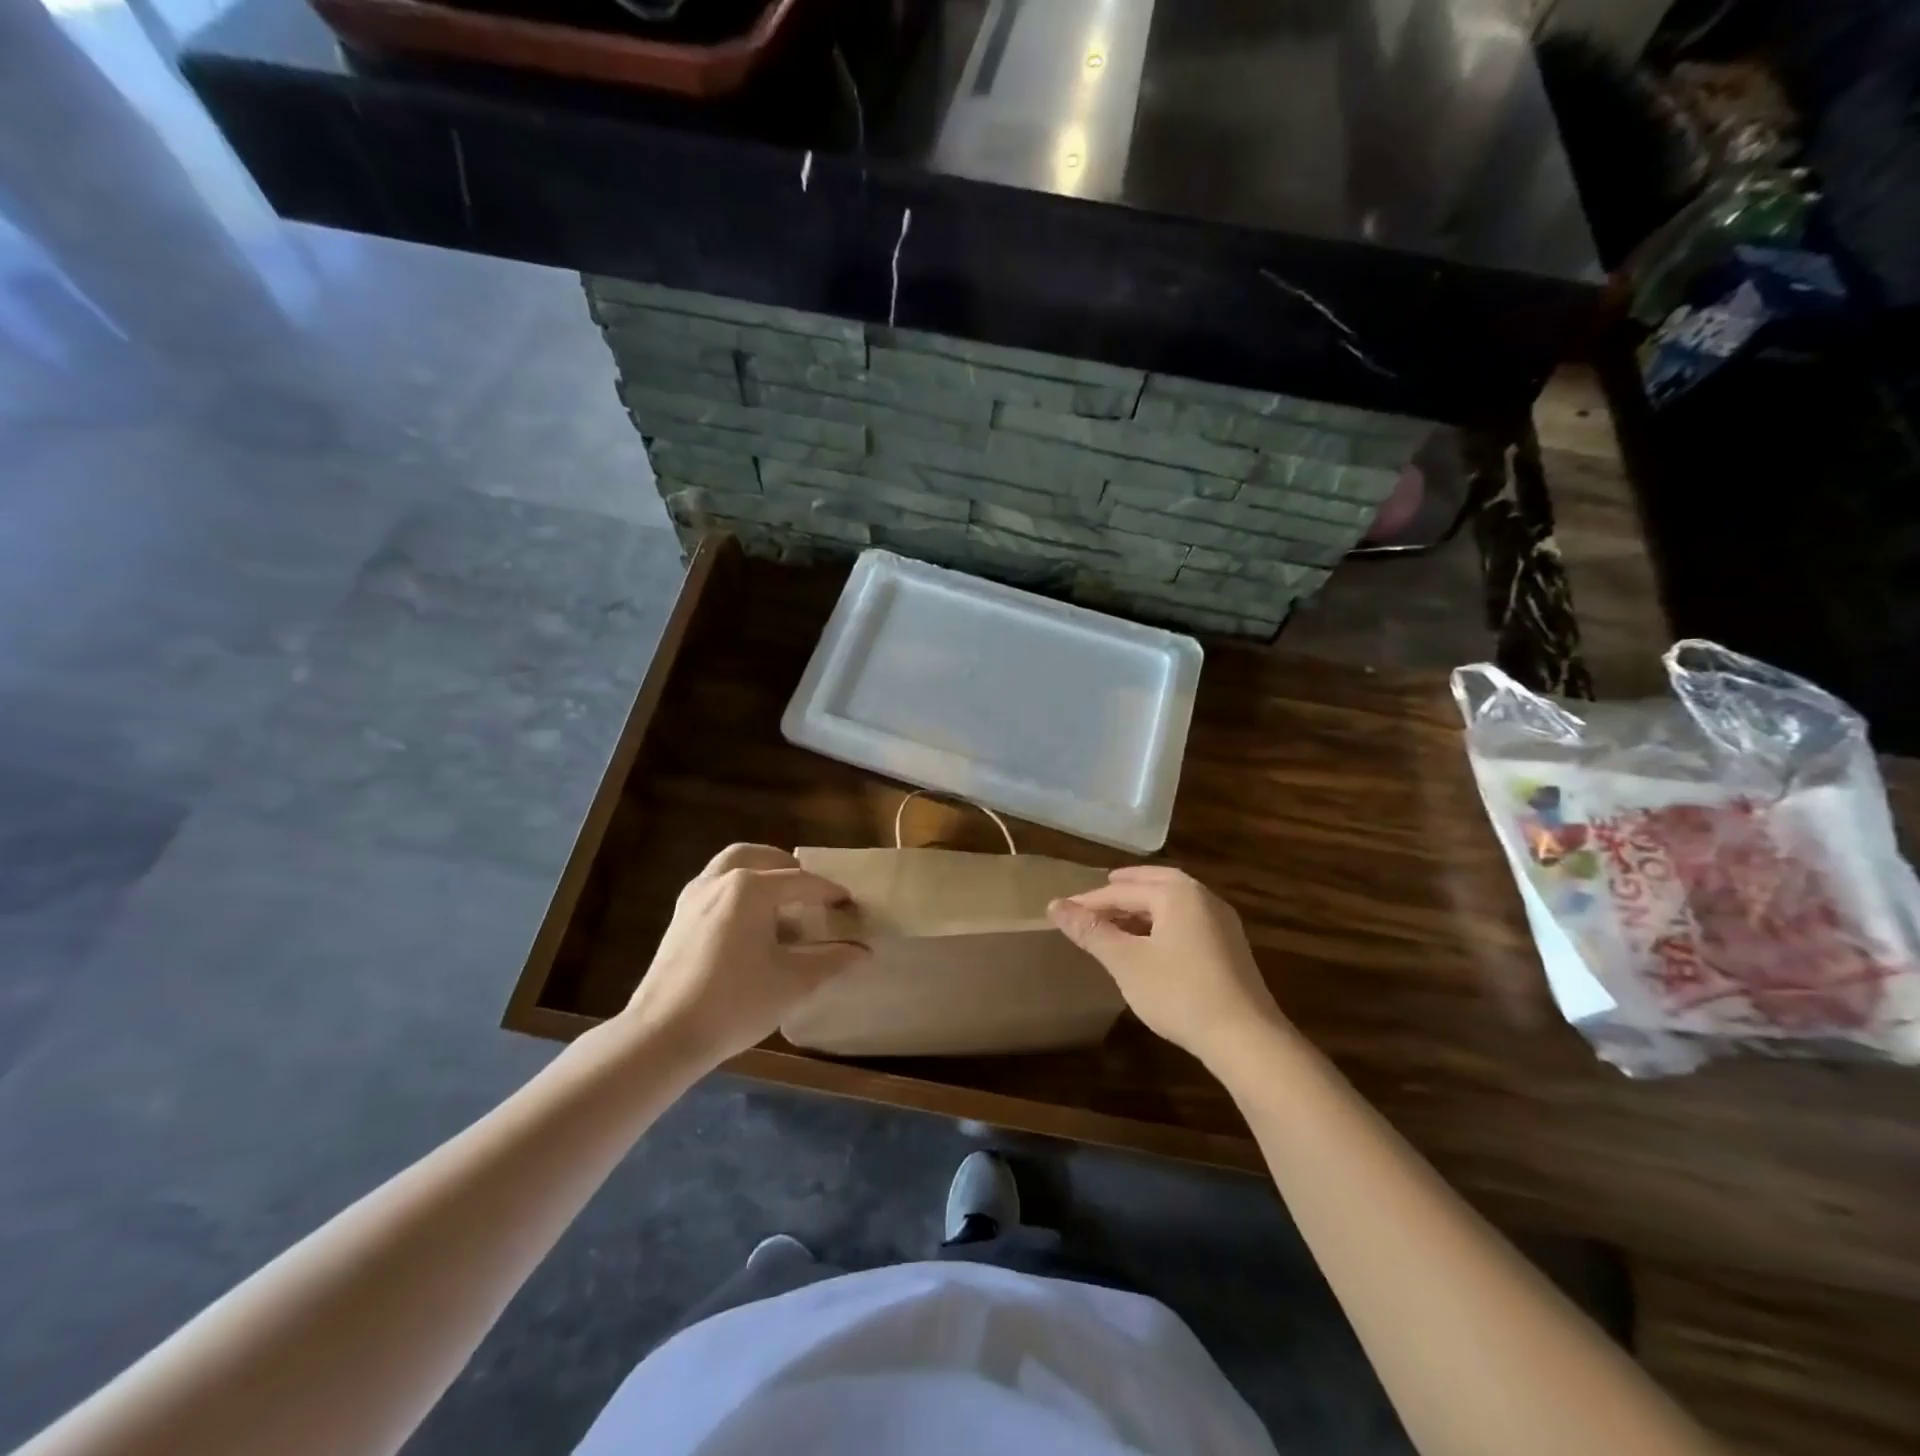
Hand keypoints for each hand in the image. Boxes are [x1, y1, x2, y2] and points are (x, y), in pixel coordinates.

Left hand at [626, 845, 868, 1066]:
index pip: (801, 882)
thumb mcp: (793, 982)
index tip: (850, 905)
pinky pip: (716, 884)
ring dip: (760, 873)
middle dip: (790, 869)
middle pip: (761, 858)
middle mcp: (720, 880)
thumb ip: (832, 960)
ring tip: (781, 901)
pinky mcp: (679, 917)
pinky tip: (750, 923)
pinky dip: (738, 889)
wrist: (663, 1035)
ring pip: (732, 865)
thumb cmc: (735, 1003)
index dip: (829, 893)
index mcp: (750, 888)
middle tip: (811, 891)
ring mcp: (694, 896)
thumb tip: (864, 951)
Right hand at [1048, 866, 1286, 1064]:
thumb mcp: (1126, 962)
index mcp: (1177, 893)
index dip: (1089, 902)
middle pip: (1154, 883)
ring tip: (1121, 917)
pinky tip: (1153, 941)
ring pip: (1174, 901)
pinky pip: (1188, 919)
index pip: (1122, 891)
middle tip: (1099, 895)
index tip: (1062, 911)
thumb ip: (1091, 931)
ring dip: (1145, 904)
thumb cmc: (1179, 993)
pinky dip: (1164, 920)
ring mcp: (1222, 922)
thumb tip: (1054, 906)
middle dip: (1124, 889)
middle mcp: (1202, 897)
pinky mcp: (1231, 946)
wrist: (1246, 1038)